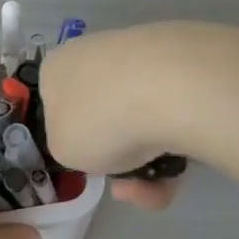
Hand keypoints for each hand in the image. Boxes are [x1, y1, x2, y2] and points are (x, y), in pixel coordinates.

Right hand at [39, 22, 217, 211]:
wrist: (167, 90)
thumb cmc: (97, 120)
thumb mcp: (61, 151)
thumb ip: (71, 147)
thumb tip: (94, 141)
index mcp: (57, 67)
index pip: (58, 105)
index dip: (74, 140)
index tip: (90, 163)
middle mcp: (95, 53)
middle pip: (104, 116)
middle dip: (118, 157)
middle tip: (126, 184)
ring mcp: (140, 57)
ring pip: (140, 121)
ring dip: (147, 161)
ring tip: (157, 185)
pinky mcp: (181, 65)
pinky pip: (170, 115)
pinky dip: (173, 146)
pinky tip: (180, 166)